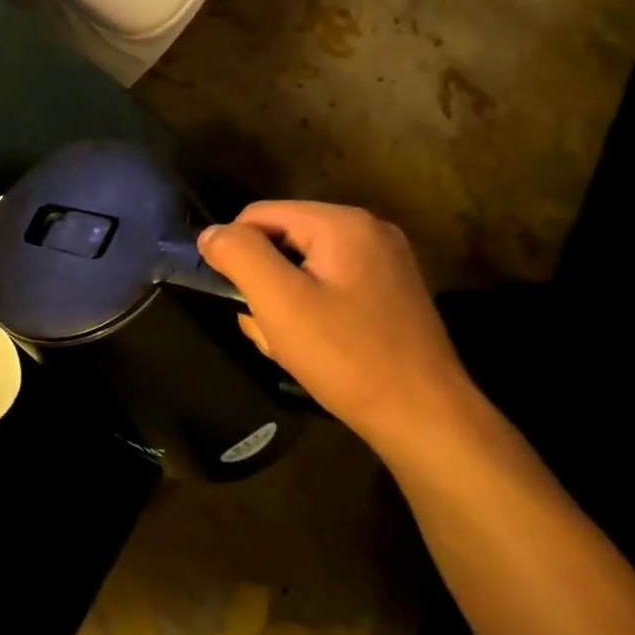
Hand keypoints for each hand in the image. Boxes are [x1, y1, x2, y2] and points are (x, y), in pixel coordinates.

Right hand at [198, 202, 481, 454]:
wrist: (424, 419)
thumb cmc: (346, 356)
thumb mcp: (279, 301)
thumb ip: (239, 254)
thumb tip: (210, 233)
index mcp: (342, 223)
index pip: (257, 216)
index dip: (236, 254)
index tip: (242, 300)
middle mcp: (367, 231)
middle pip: (280, 241)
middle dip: (262, 283)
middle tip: (270, 328)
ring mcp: (383, 262)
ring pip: (300, 268)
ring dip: (282, 303)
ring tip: (291, 343)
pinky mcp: (388, 293)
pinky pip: (326, 287)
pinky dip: (309, 312)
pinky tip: (315, 346)